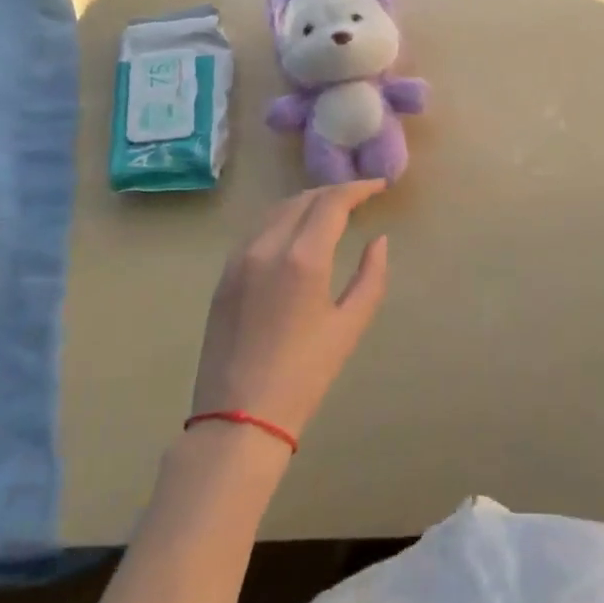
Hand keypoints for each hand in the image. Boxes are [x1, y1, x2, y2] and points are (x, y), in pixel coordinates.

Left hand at [190, 182, 389, 444]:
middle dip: (333, 192)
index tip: (379, 186)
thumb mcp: (350, 326)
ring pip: (276, 211)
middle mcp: (266, 247)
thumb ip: (371, 276)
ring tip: (331, 211)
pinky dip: (282, 220)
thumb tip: (379, 241)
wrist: (238, 417)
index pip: (331, 202)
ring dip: (306, 203)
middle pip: (302, 200)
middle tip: (360, 197)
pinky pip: (257, 231)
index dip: (358, 188)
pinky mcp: (224, 276)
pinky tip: (297, 233)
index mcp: (302, 258)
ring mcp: (239, 260)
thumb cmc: (305, 374)